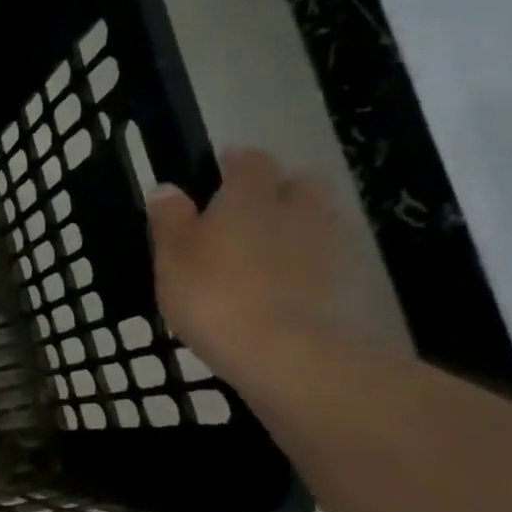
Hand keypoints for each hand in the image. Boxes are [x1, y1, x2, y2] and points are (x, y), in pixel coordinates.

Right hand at [147, 149, 343, 378]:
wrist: (281, 350)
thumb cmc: (212, 295)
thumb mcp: (172, 259)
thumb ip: (170, 220)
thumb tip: (167, 188)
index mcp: (248, 197)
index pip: (250, 161)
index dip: (235, 162)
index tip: (219, 170)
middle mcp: (294, 208)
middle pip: (295, 183)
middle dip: (276, 189)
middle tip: (247, 212)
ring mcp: (326, 243)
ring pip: (314, 217)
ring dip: (294, 224)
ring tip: (265, 251)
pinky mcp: (343, 279)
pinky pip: (324, 255)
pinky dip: (306, 260)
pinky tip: (284, 282)